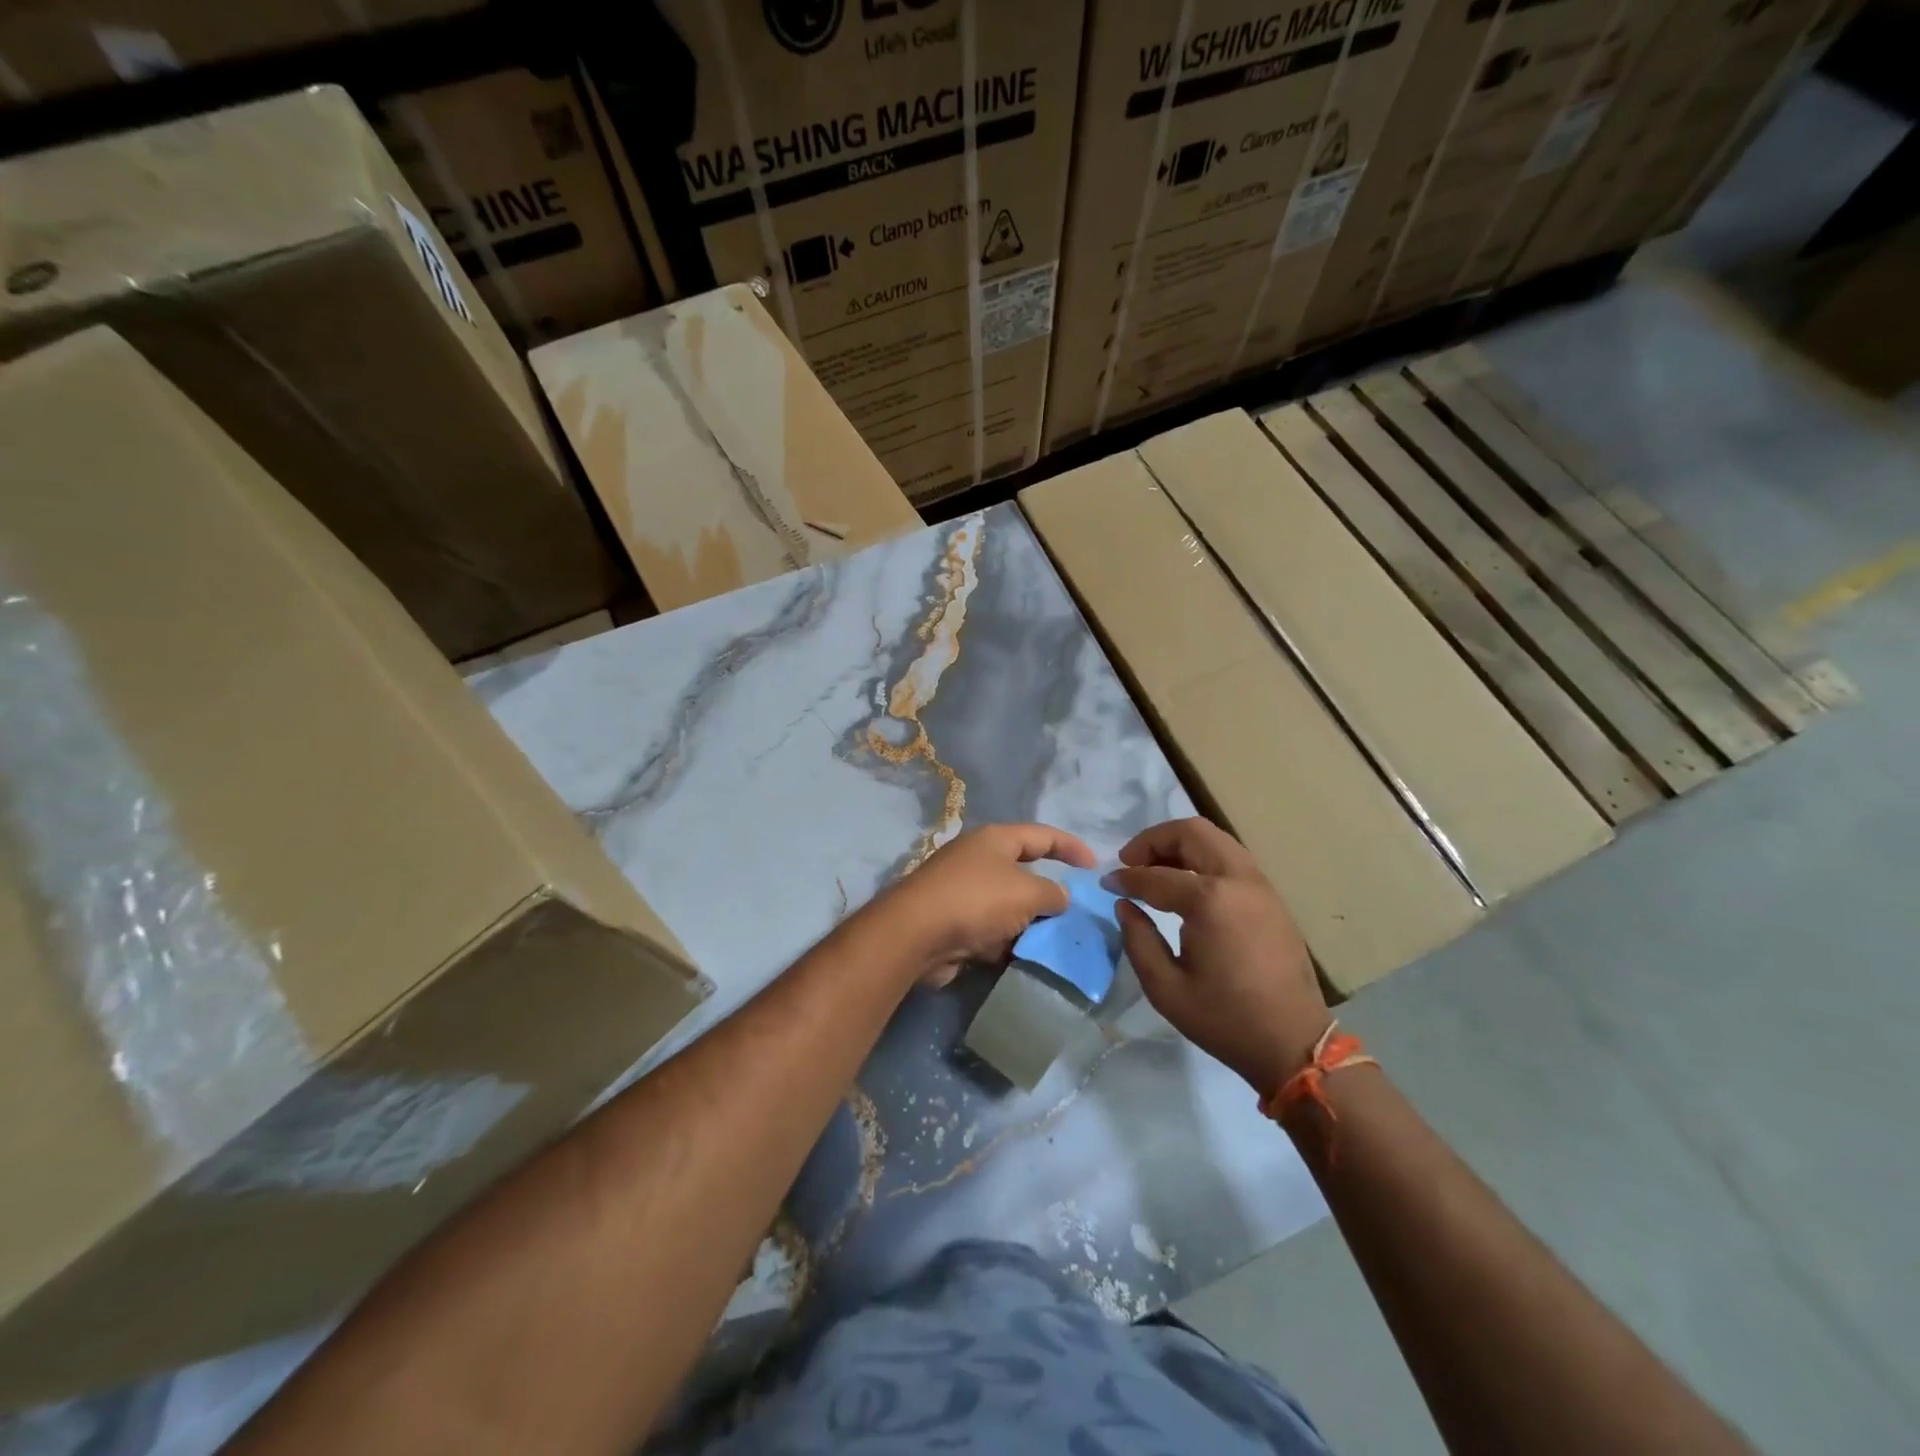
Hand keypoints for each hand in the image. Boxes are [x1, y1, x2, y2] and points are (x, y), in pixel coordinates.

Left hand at [865, 824, 1096, 986]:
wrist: (916, 935)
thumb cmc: (977, 900)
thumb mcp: (1027, 893)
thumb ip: (1053, 893)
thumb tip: (1060, 897)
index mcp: (996, 840)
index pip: (1042, 835)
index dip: (1071, 847)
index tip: (1095, 865)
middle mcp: (978, 860)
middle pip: (1024, 873)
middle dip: (1050, 894)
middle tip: (1077, 915)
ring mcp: (964, 892)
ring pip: (1009, 907)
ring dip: (1030, 925)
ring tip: (1058, 944)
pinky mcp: (954, 924)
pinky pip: (992, 932)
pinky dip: (1008, 944)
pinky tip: (1027, 960)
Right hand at [1106, 818, 1329, 1096]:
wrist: (1293, 1042)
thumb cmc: (1225, 1019)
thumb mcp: (1165, 988)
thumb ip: (1137, 938)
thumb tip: (1125, 904)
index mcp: (1210, 900)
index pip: (1156, 875)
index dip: (1125, 877)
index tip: (1106, 884)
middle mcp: (1238, 880)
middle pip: (1191, 832)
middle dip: (1154, 840)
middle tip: (1131, 862)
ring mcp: (1260, 885)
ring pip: (1215, 838)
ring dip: (1180, 844)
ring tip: (1155, 869)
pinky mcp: (1271, 897)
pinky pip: (1231, 858)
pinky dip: (1202, 857)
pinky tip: (1186, 884)